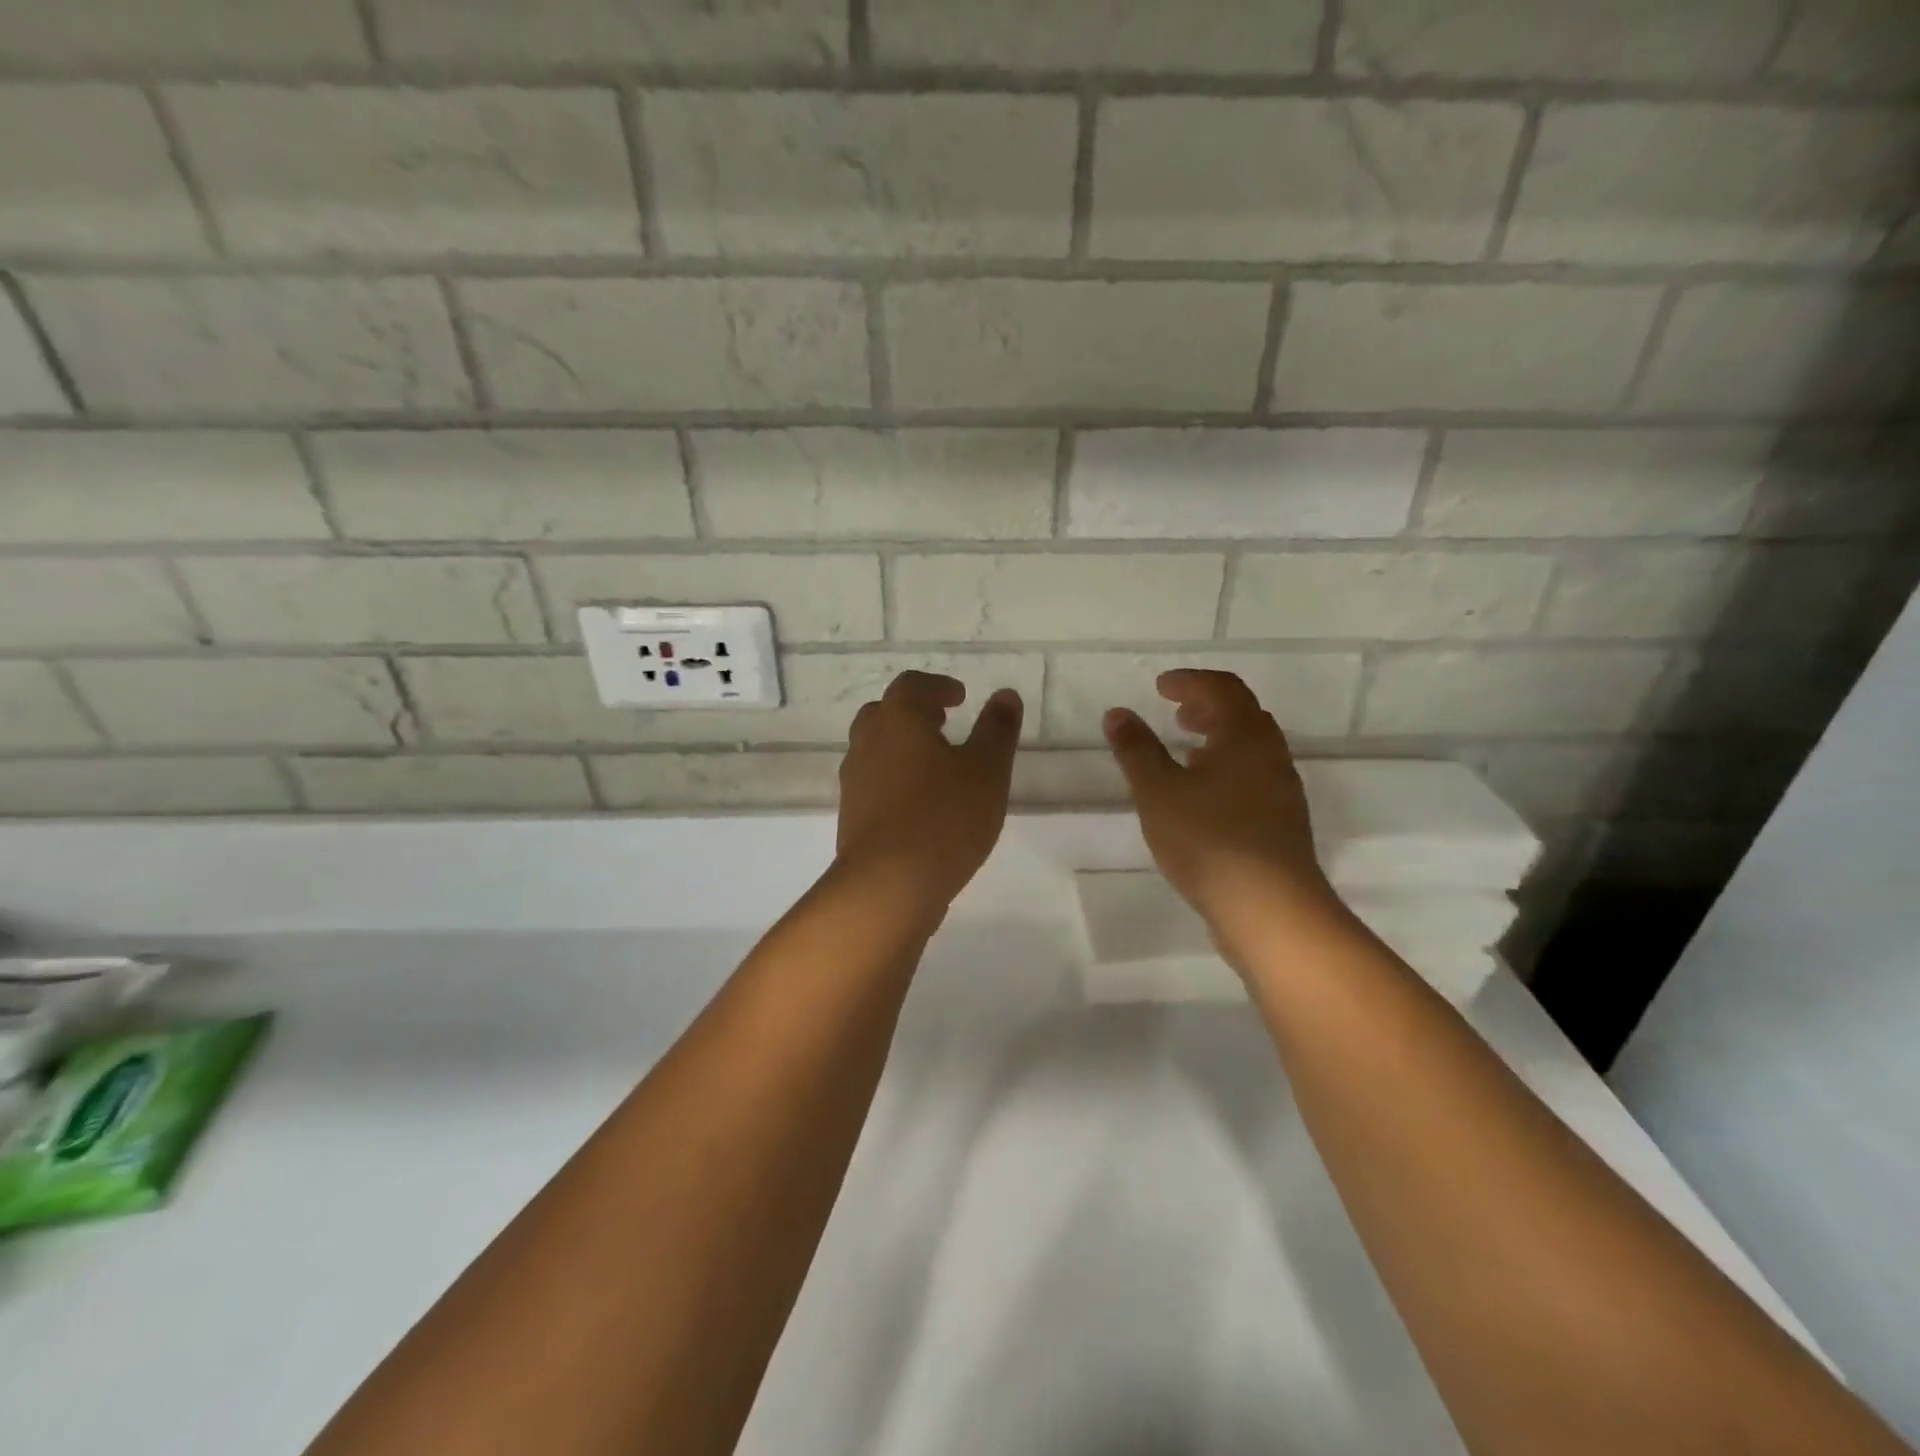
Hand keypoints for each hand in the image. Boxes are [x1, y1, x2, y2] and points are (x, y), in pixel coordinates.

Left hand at [836, 672, 1022, 911]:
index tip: (959, 697)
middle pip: (885, 713)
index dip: (937, 687)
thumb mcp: (986, 770)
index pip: (912, 686)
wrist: (888, 885)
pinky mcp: (852, 816)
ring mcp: (855, 781)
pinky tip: (920, 803)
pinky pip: (873, 783)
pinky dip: (895, 779)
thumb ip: (997, 729)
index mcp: (898, 720)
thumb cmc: (944, 818)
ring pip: (875, 749)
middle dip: (914, 713)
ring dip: (902, 747)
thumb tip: (1005, 694)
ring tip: (936, 765)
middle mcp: (868, 743)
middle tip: (943, 723)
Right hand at [1104, 670, 1345, 956]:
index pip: (1223, 689)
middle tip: (1176, 714)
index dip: (1190, 681)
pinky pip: (1254, 778)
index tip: (1161, 687)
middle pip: (1244, 715)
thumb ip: (1136, 749)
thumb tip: (1117, 713)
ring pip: (1251, 749)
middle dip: (1208, 707)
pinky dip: (1227, 770)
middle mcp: (1271, 756)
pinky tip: (1203, 798)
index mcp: (1245, 737)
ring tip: (1185, 753)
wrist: (1270, 909)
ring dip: (1219, 740)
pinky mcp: (1282, 823)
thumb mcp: (1158, 791)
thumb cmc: (1209, 840)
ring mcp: (1282, 791)